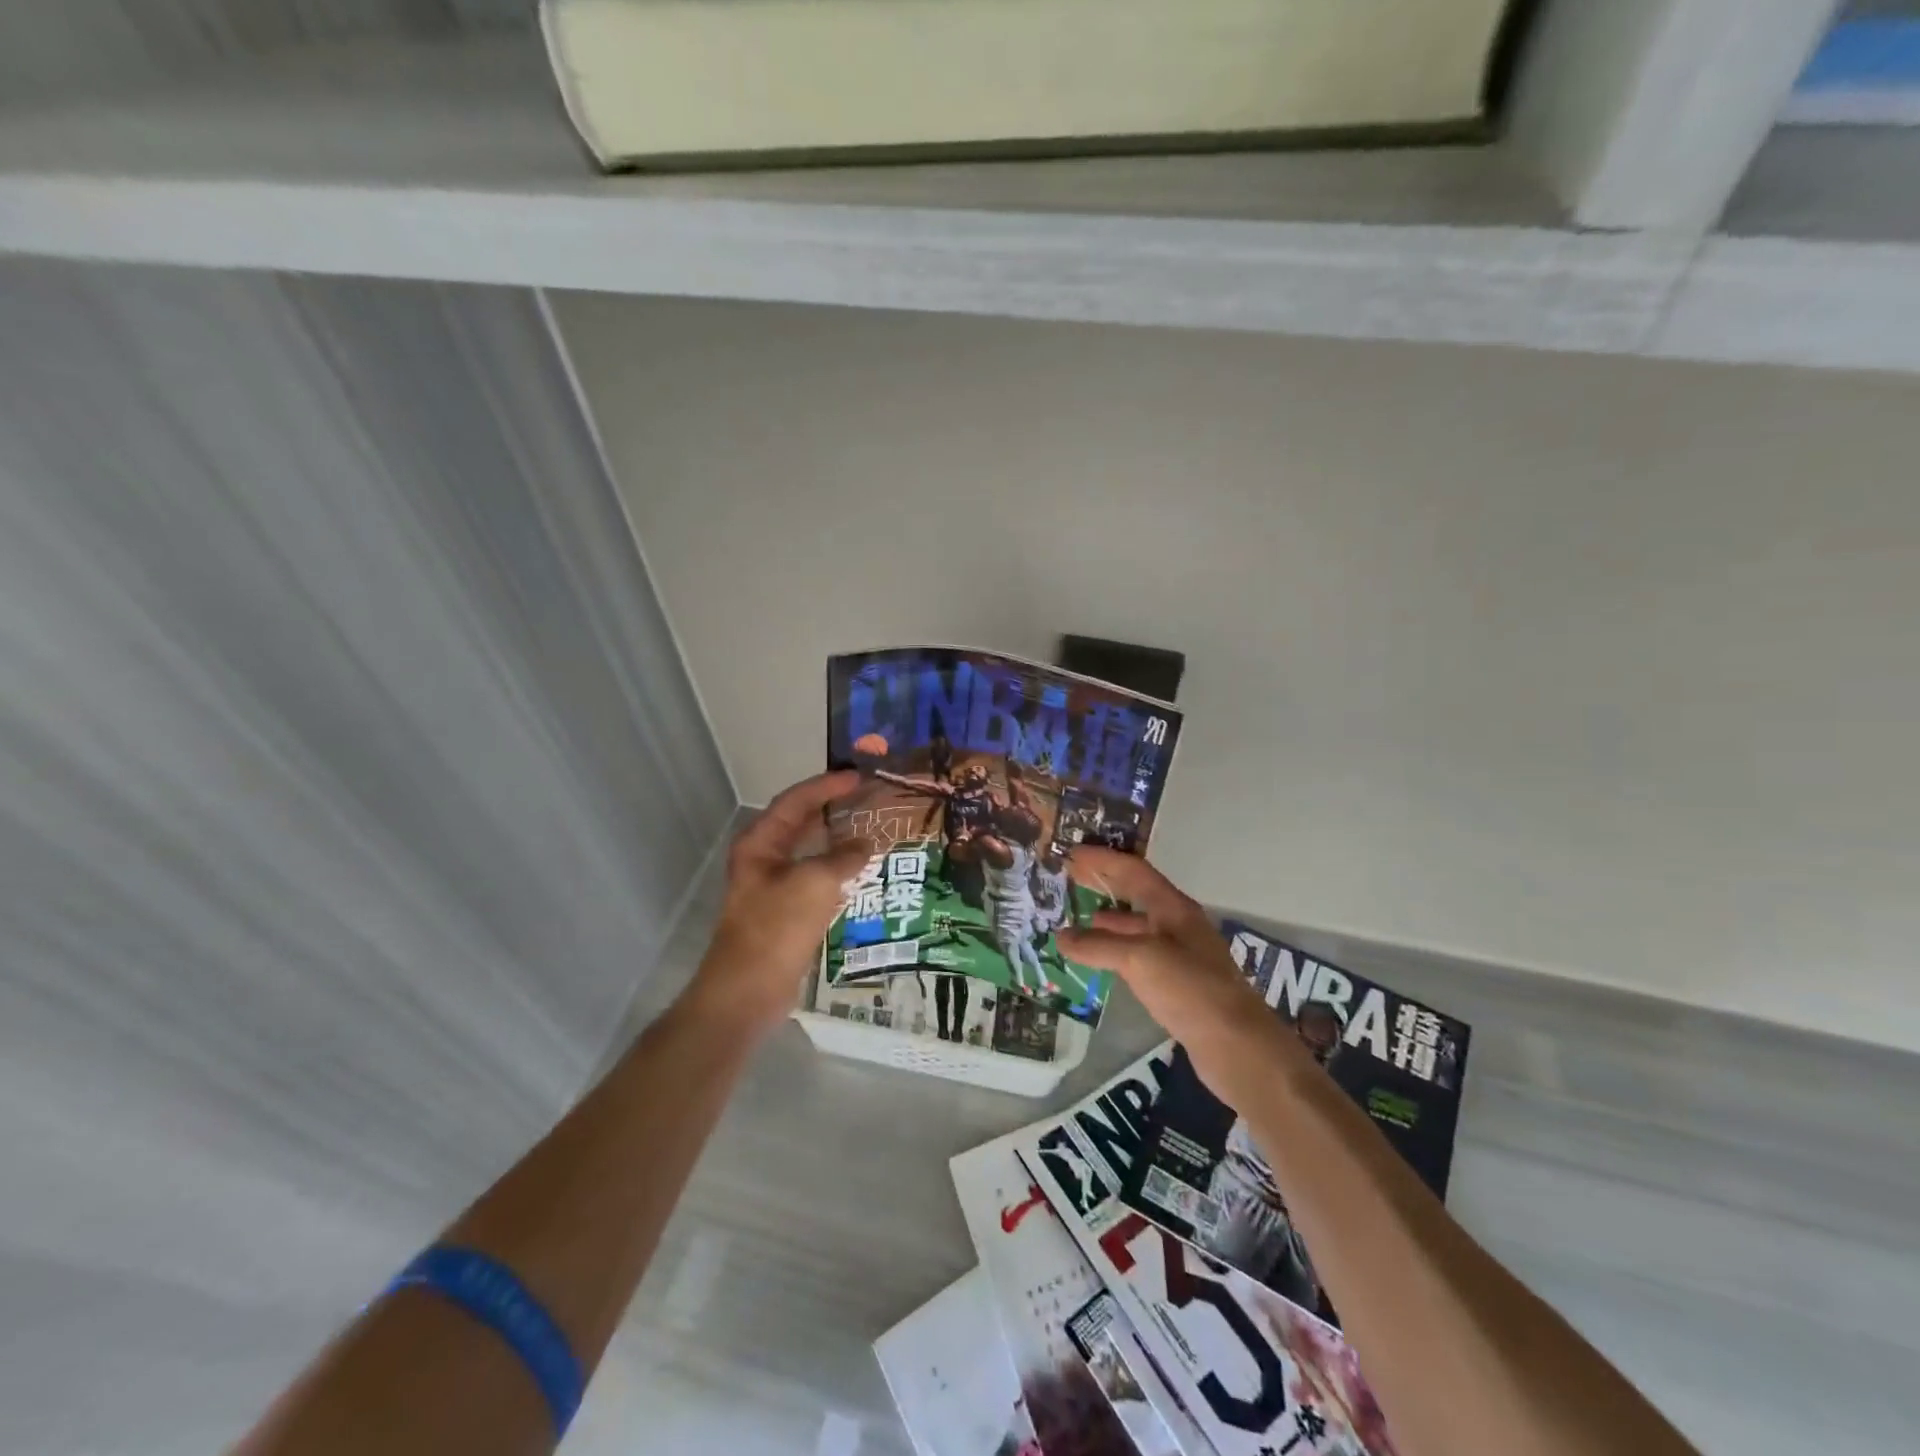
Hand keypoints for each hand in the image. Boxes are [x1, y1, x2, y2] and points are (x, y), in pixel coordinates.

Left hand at [683, 771, 872, 1036]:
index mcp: (760, 843)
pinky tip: (863, 872)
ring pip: (810, 852)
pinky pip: (816, 879)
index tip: (860, 777)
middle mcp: (764, 859)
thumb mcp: (815, 884)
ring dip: (838, 840)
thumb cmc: (776, 928)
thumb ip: (844, 858)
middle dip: (833, 809)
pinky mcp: (786, 912)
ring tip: (872, 829)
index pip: (796, 801)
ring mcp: (774, 887)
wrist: (748, 992)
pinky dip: (838, 871)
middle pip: (801, 823)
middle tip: (869, 798)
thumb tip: (866, 844)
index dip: (827, 786)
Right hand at [1058, 847, 1306, 1110]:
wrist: (1236, 1045)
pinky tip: (1100, 960)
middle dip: (1105, 884)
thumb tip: (1061, 937)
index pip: (1133, 871)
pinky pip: (1139, 955)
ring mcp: (1180, 955)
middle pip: (1137, 894)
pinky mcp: (1178, 984)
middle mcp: (1178, 925)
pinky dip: (1115, 950)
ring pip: (1137, 927)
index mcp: (1174, 908)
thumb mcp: (1140, 959)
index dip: (1103, 859)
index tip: (1071, 853)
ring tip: (1077, 921)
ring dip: (1108, 919)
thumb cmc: (1190, 989)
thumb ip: (1098, 946)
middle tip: (1070, 878)